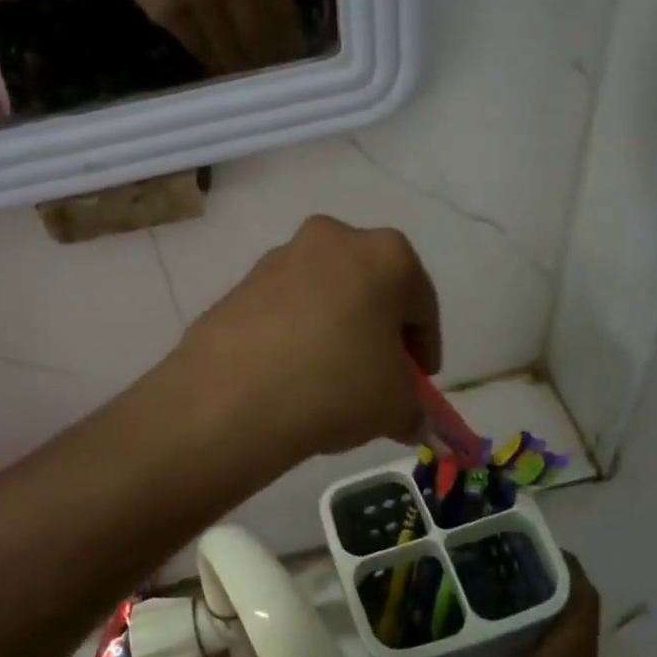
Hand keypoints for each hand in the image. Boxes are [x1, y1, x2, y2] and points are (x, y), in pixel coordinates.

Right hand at [103, 0, 308, 74]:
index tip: (296, 66)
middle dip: (268, 63)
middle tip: (273, 82)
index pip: (283, 11)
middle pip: (259, 34)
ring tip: (248, 80)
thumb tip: (291, 43)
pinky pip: (203, 50)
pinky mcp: (171, 11)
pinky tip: (221, 68)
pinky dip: (216, 64)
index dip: (291, 45)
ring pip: (231, 47)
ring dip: (241, 69)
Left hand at [170, 215, 441, 465]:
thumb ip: (413, 407)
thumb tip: (408, 418)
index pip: (422, 305)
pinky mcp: (240, 284)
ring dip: (335, 329)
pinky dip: (296, 335)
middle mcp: (333, 239)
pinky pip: (285, 310)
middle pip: (370, 289)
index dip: (425, 348)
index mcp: (386, 254)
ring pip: (325, 296)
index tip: (420, 380)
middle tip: (378, 376)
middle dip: (378, 331)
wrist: (231, 398)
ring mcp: (280, 258)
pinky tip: (291, 376)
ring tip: (330, 380)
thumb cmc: (336, 386)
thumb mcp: (396, 407)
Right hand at [386, 557, 627, 656]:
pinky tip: (503, 640)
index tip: (527, 543)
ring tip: (495, 588)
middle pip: (575, 603)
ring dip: (543, 604)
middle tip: (497, 560)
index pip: (580, 594)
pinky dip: (541, 634)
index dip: (563, 563)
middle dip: (543, 576)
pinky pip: (565, 651)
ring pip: (571, 626)